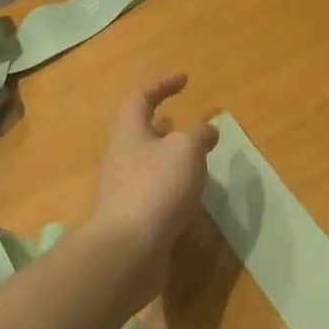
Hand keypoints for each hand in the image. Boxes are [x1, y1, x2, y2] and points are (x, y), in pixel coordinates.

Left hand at [89, 75, 219, 304]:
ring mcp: (124, 187)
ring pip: (147, 161)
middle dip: (163, 123)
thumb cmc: (156, 188)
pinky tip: (189, 194)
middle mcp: (121, 155)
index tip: (184, 79)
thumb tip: (207, 129)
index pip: (140, 96)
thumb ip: (199, 135)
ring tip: (195, 158)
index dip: (161, 84)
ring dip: (169, 155)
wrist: (128, 249)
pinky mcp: (133, 215)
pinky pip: (153, 189)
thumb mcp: (185, 151)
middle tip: (187, 122)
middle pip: (138, 130)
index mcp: (129, 131)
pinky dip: (172, 183)